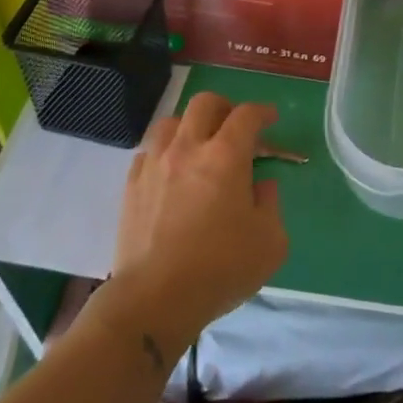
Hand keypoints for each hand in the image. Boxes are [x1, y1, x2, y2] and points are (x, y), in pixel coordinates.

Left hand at [109, 92, 288, 355]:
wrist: (155, 298)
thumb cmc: (221, 269)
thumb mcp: (270, 242)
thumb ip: (271, 204)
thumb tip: (260, 185)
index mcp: (226, 156)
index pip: (246, 115)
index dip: (262, 111)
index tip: (271, 119)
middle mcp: (188, 148)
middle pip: (204, 103)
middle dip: (225, 107)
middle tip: (235, 127)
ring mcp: (155, 164)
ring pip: (170, 122)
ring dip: (190, 126)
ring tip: (200, 146)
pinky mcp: (131, 186)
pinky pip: (148, 151)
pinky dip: (165, 152)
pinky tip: (172, 172)